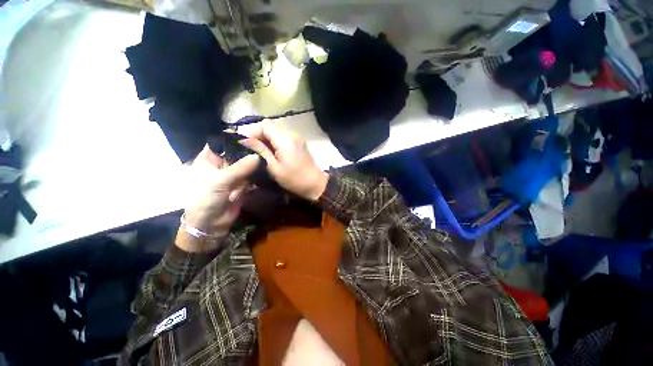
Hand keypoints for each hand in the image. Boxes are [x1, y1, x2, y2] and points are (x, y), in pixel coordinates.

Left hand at [177, 144, 259, 251]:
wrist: (211, 224)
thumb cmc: (206, 199)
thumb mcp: (221, 181)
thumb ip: (240, 168)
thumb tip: (258, 156)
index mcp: (209, 159)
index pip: (221, 143)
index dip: (234, 138)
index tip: (252, 134)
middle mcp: (222, 165)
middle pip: (236, 153)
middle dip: (249, 150)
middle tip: (265, 144)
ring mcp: (233, 175)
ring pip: (246, 164)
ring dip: (255, 161)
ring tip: (269, 154)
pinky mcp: (242, 184)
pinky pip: (252, 175)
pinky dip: (258, 172)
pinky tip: (268, 167)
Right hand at [241, 122, 328, 200]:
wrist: (315, 184)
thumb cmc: (294, 179)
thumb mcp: (274, 168)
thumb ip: (262, 151)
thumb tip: (247, 140)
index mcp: (285, 140)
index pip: (265, 125)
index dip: (253, 131)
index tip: (247, 142)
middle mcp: (292, 135)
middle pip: (271, 126)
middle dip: (259, 134)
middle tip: (252, 147)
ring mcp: (297, 138)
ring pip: (277, 131)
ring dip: (268, 138)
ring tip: (261, 150)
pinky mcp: (300, 142)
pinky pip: (284, 137)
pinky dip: (276, 141)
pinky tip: (273, 151)